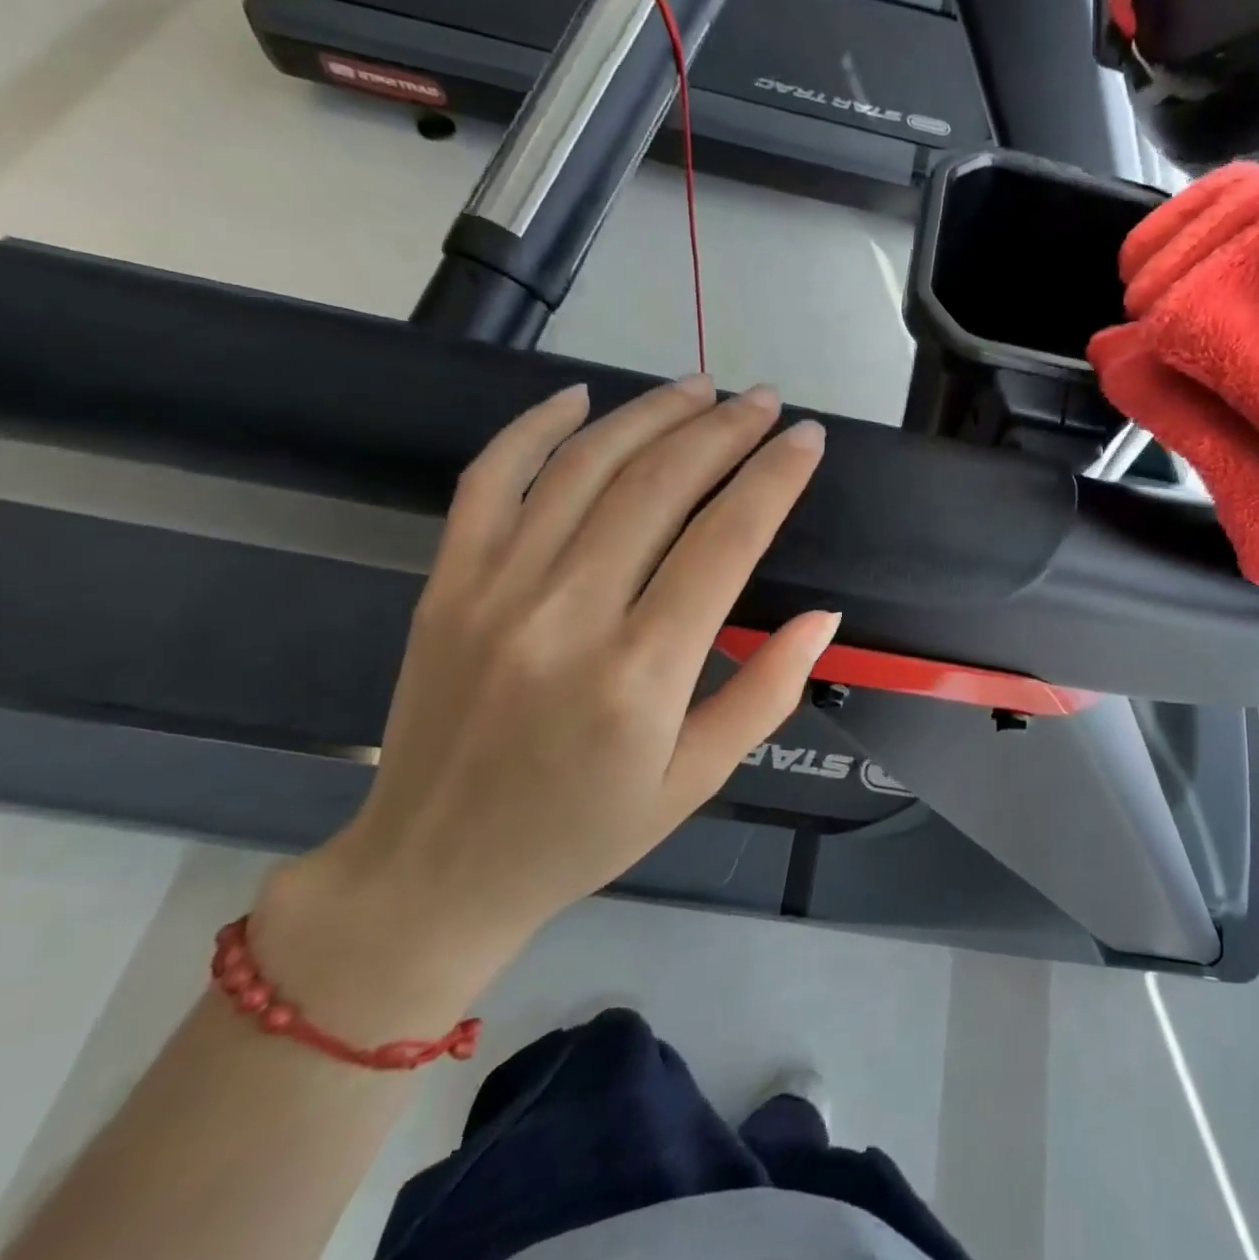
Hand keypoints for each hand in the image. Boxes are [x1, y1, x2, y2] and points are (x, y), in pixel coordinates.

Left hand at [252, 377, 835, 1021]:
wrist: (436, 871)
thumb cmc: (585, 832)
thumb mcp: (698, 781)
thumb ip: (766, 693)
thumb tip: (822, 618)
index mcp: (642, 674)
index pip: (725, 542)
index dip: (774, 479)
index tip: (807, 439)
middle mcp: (569, 616)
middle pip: (658, 487)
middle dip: (722, 431)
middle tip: (763, 400)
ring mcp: (496, 591)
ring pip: (582, 468)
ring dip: (648, 416)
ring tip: (698, 388)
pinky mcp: (446, 585)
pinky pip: (489, 481)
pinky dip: (533, 428)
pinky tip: (579, 398)